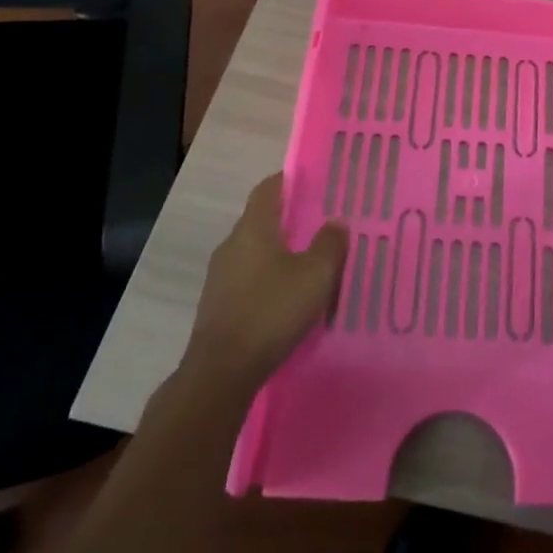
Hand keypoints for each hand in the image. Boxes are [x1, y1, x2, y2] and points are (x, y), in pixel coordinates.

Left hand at [181, 175, 347, 395]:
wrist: (221, 372)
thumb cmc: (271, 310)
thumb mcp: (315, 275)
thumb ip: (329, 244)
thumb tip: (335, 222)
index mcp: (253, 228)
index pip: (268, 188)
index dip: (289, 180)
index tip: (313, 182)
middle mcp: (231, 245)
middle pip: (261, 220)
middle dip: (289, 220)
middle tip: (320, 224)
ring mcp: (220, 277)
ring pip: (254, 252)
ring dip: (279, 253)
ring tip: (309, 262)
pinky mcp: (217, 306)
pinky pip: (248, 279)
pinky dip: (268, 279)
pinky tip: (288, 297)